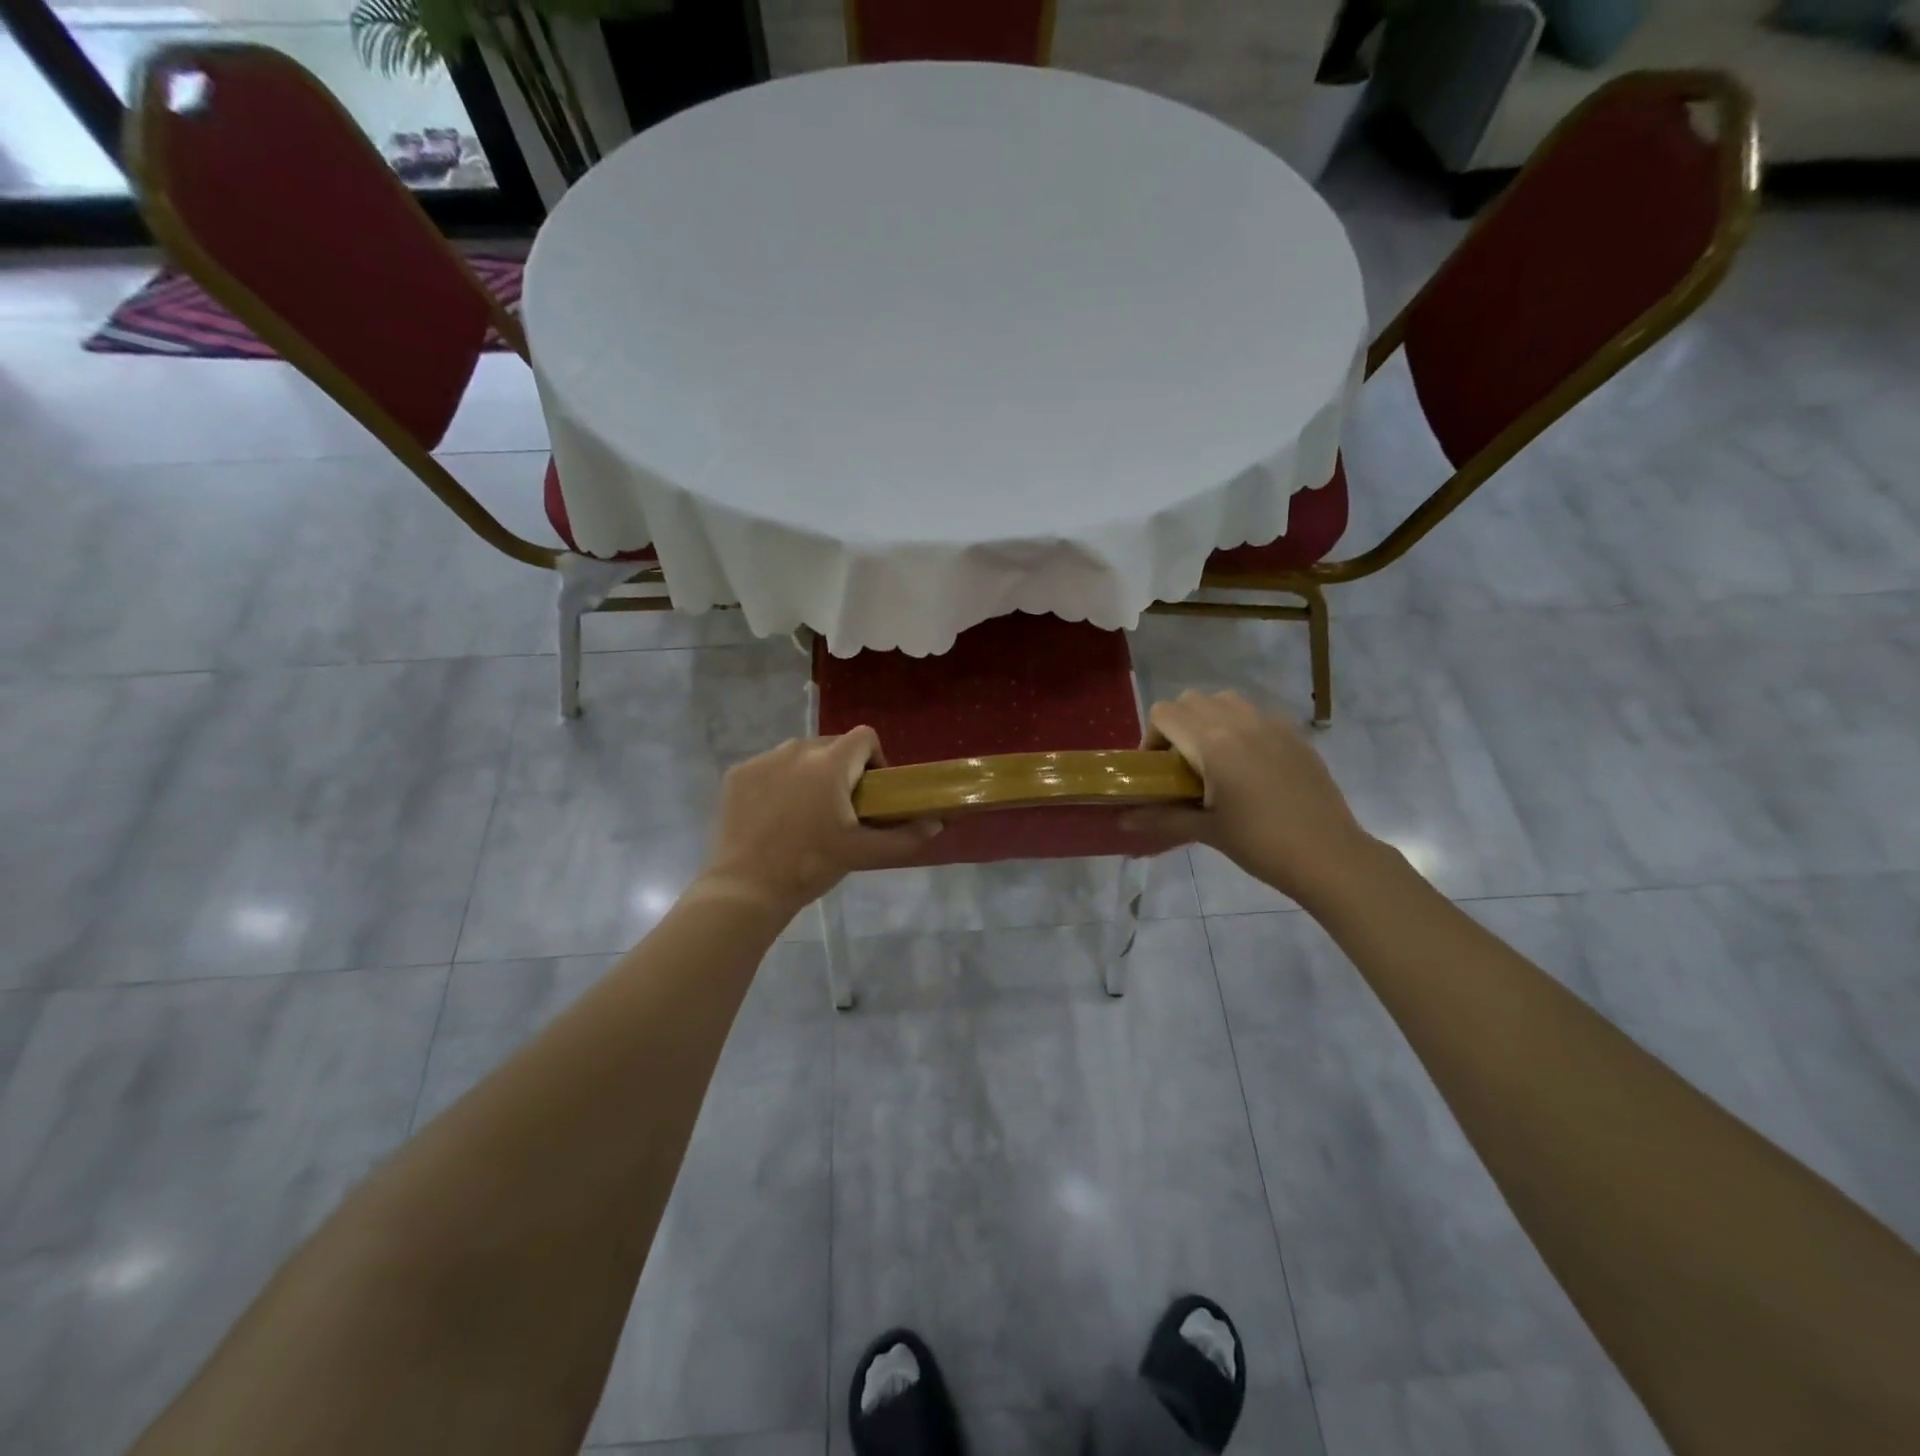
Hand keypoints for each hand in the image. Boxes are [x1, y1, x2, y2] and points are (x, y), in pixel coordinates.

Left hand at [696, 727, 941, 917]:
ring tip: (807, 812)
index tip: (871, 792)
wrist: (747, 888)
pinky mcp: (738, 774)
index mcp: (830, 763)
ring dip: (811, 773)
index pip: (865, 737)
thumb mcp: (864, 853)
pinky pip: (770, 766)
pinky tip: (776, 815)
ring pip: (800, 754)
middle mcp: (796, 750)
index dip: (875, 759)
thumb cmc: (811, 866)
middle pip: (832, 744)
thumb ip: (905, 837)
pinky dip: (779, 782)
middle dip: (843, 769)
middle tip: (842, 808)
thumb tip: (937, 824)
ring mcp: (763, 760)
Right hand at [1123, 690, 1375, 904]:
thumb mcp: (1206, 830)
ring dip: (1209, 719)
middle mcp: (1239, 722)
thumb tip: (1121, 822)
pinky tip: (1249, 766)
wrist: (1328, 856)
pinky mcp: (1295, 735)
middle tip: (1181, 765)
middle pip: (1191, 700)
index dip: (1152, 737)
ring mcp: (1271, 724)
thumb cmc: (1260, 843)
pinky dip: (1241, 727)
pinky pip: (1256, 714)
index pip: (1164, 712)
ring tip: (1214, 759)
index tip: (1158, 769)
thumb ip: (1161, 818)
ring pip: (1225, 700)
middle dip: (1177, 725)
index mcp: (1212, 742)